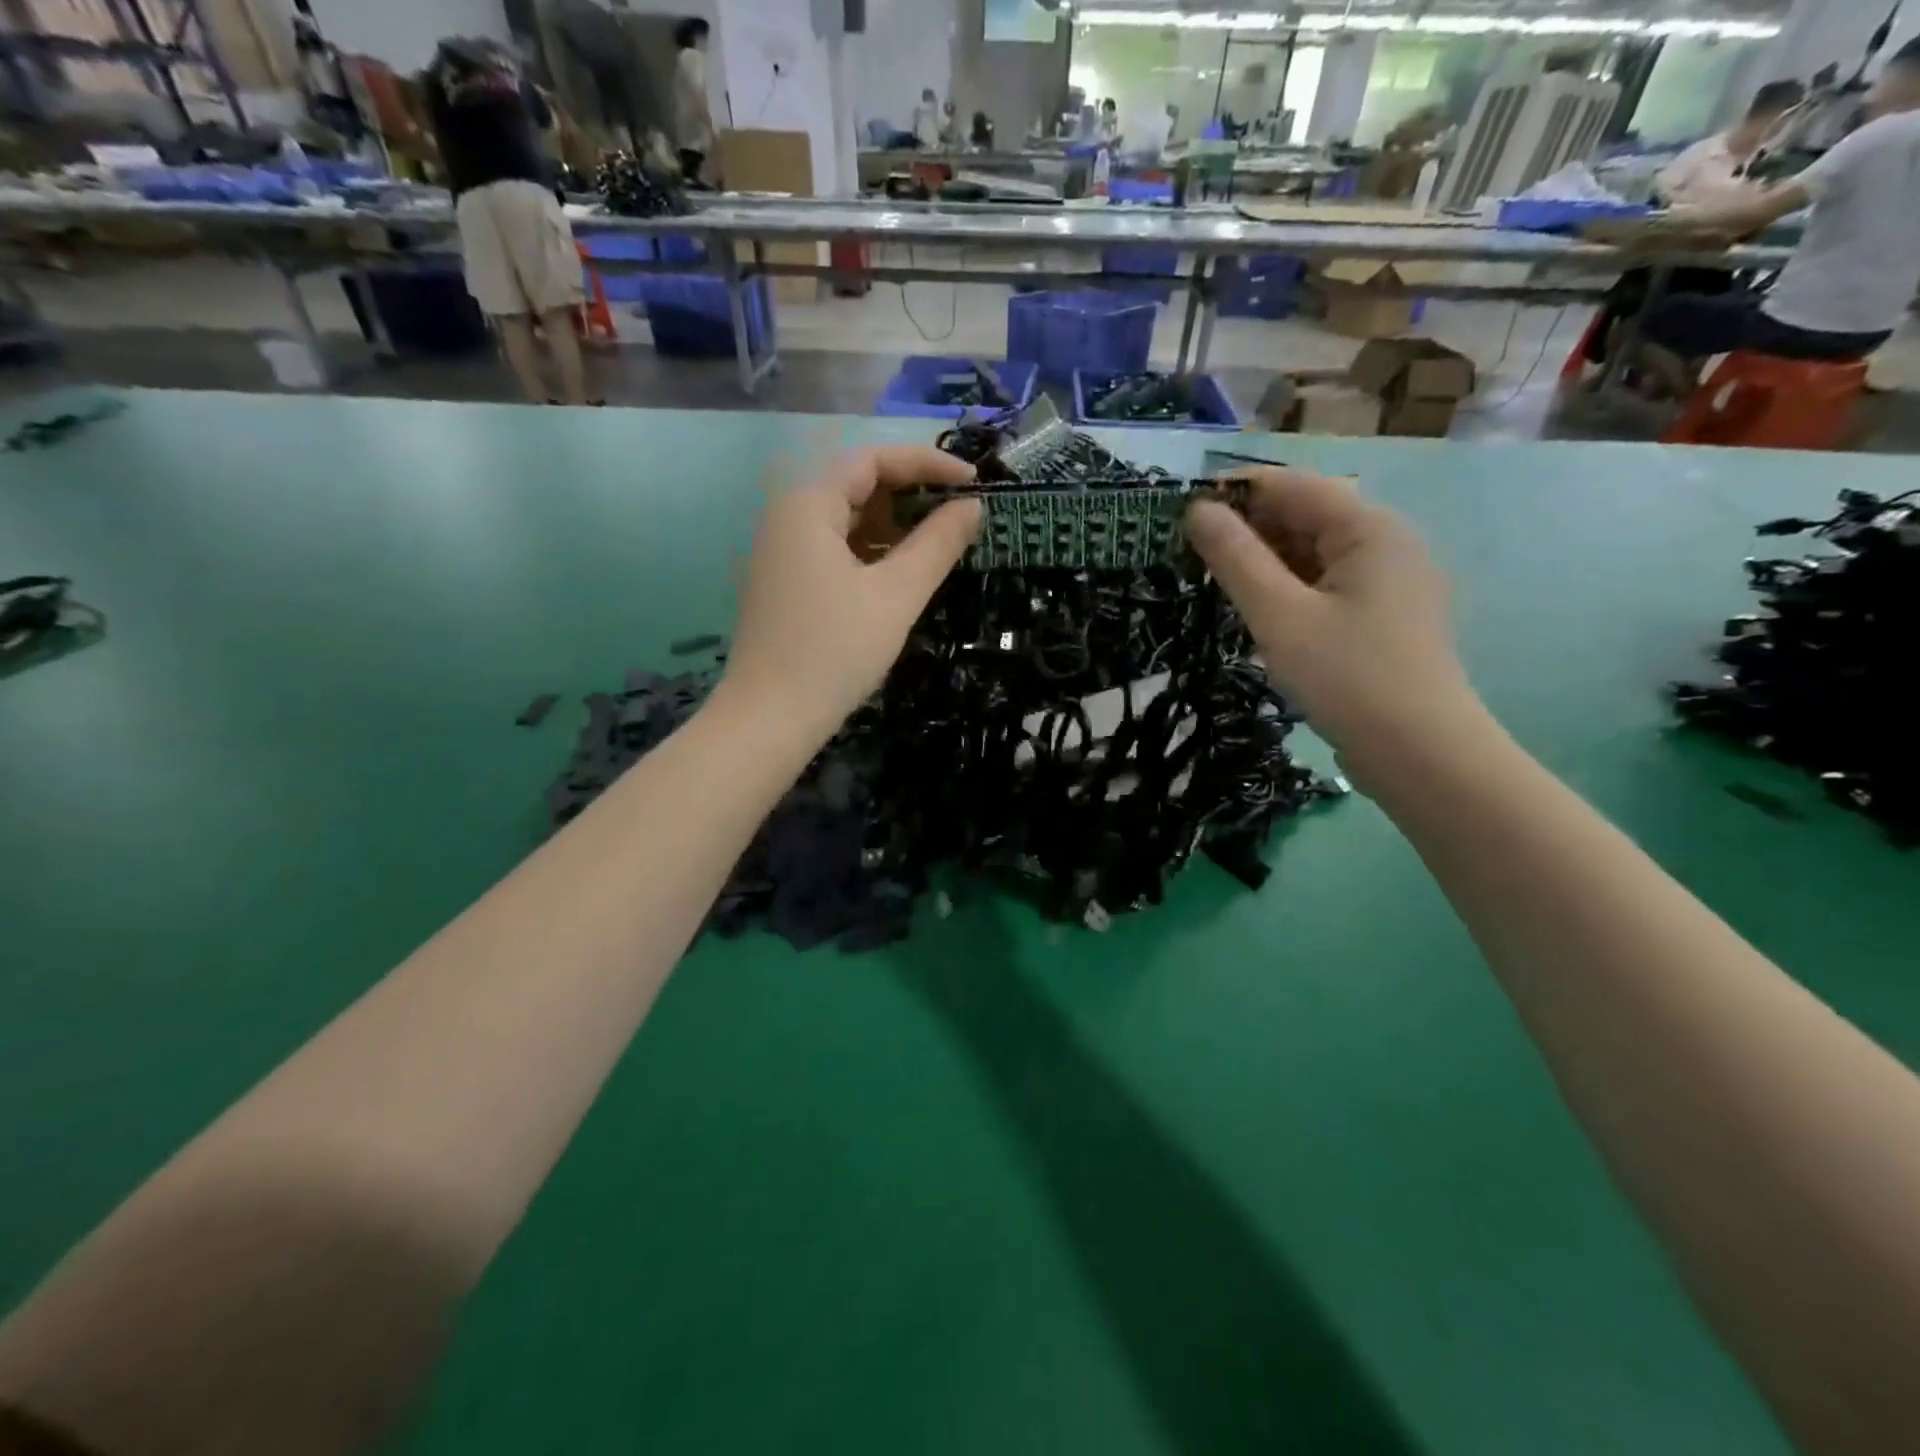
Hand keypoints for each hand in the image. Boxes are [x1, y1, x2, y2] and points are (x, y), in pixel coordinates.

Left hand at [720, 447, 981, 742]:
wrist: (770, 718)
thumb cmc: (835, 651)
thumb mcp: (896, 595)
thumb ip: (938, 544)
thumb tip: (973, 506)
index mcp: (808, 505)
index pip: (873, 459)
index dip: (927, 463)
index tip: (973, 482)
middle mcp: (787, 516)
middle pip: (856, 484)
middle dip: (911, 495)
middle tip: (959, 517)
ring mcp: (782, 551)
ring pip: (846, 520)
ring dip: (893, 526)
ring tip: (939, 547)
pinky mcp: (785, 583)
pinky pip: (834, 549)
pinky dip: (871, 552)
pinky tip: (901, 575)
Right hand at [1185, 467, 1478, 762]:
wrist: (1419, 754)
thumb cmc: (1345, 677)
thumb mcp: (1278, 614)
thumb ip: (1235, 558)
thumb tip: (1197, 510)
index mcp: (1369, 528)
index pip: (1292, 486)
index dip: (1234, 492)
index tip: (1180, 513)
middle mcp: (1386, 542)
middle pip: (1306, 516)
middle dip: (1248, 529)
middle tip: (1189, 554)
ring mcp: (1389, 581)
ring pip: (1314, 553)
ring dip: (1265, 561)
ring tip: (1215, 582)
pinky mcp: (1383, 617)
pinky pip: (1327, 584)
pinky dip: (1289, 588)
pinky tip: (1258, 609)